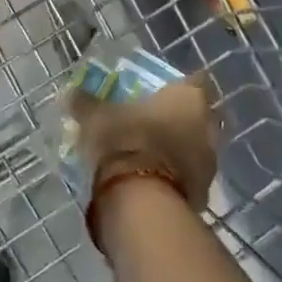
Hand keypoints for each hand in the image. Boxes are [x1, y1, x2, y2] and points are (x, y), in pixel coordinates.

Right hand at [70, 75, 217, 211]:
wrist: (141, 200)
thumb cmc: (124, 142)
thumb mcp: (96, 117)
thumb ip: (86, 103)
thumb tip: (71, 93)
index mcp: (189, 97)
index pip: (194, 81)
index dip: (178, 87)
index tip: (159, 94)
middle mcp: (208, 125)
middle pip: (197, 116)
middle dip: (179, 119)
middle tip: (152, 123)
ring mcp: (210, 161)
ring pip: (196, 148)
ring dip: (179, 149)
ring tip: (150, 155)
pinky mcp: (204, 193)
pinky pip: (190, 178)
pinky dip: (176, 178)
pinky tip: (154, 181)